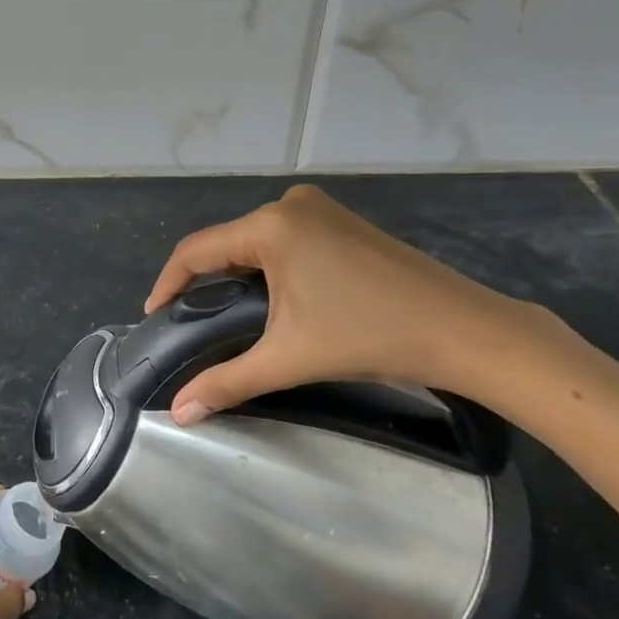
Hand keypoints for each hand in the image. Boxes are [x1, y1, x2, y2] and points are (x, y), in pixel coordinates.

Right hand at [144, 184, 558, 422]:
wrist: (463, 330)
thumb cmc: (370, 336)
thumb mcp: (289, 359)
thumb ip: (226, 382)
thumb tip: (177, 414)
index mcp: (271, 225)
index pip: (197, 250)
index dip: (168, 283)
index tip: (154, 315)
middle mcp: (291, 204)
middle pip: (227, 243)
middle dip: (205, 282)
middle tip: (191, 323)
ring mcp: (321, 209)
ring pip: (256, 241)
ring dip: (237, 275)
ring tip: (226, 315)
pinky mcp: (343, 221)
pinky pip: (285, 238)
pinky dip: (268, 266)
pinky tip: (273, 299)